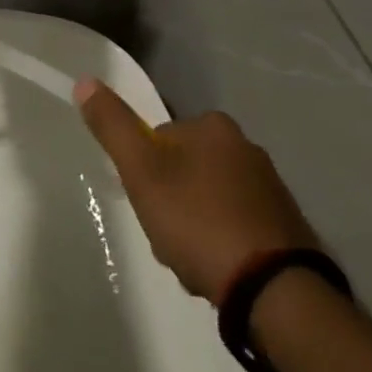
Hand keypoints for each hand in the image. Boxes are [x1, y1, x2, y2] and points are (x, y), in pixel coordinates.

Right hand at [75, 78, 318, 302]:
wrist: (276, 291)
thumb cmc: (200, 222)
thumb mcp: (143, 172)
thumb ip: (113, 127)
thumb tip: (85, 80)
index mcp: (214, 126)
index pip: (161, 140)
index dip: (145, 174)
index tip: (147, 204)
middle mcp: (247, 146)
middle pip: (185, 171)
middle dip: (171, 203)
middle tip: (167, 239)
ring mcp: (271, 188)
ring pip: (210, 201)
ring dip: (195, 228)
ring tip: (192, 263)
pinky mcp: (287, 226)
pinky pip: (238, 226)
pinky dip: (224, 245)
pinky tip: (219, 271)